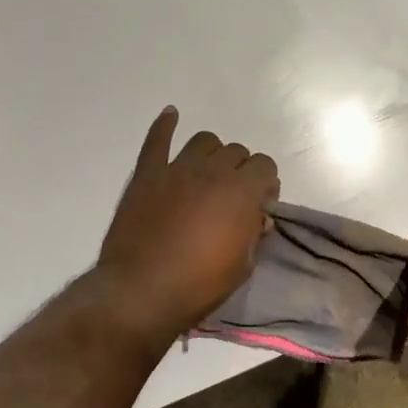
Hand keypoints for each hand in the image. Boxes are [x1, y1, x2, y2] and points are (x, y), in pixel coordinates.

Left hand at [96, 107, 279, 341]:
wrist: (141, 292)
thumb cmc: (199, 285)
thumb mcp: (242, 266)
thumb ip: (254, 234)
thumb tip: (259, 217)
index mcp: (242, 191)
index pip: (265, 166)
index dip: (266, 183)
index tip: (260, 203)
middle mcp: (212, 171)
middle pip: (236, 152)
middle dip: (241, 170)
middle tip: (233, 195)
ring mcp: (177, 169)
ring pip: (204, 141)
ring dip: (212, 154)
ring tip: (207, 173)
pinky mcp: (147, 174)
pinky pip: (157, 140)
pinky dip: (165, 125)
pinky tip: (171, 115)